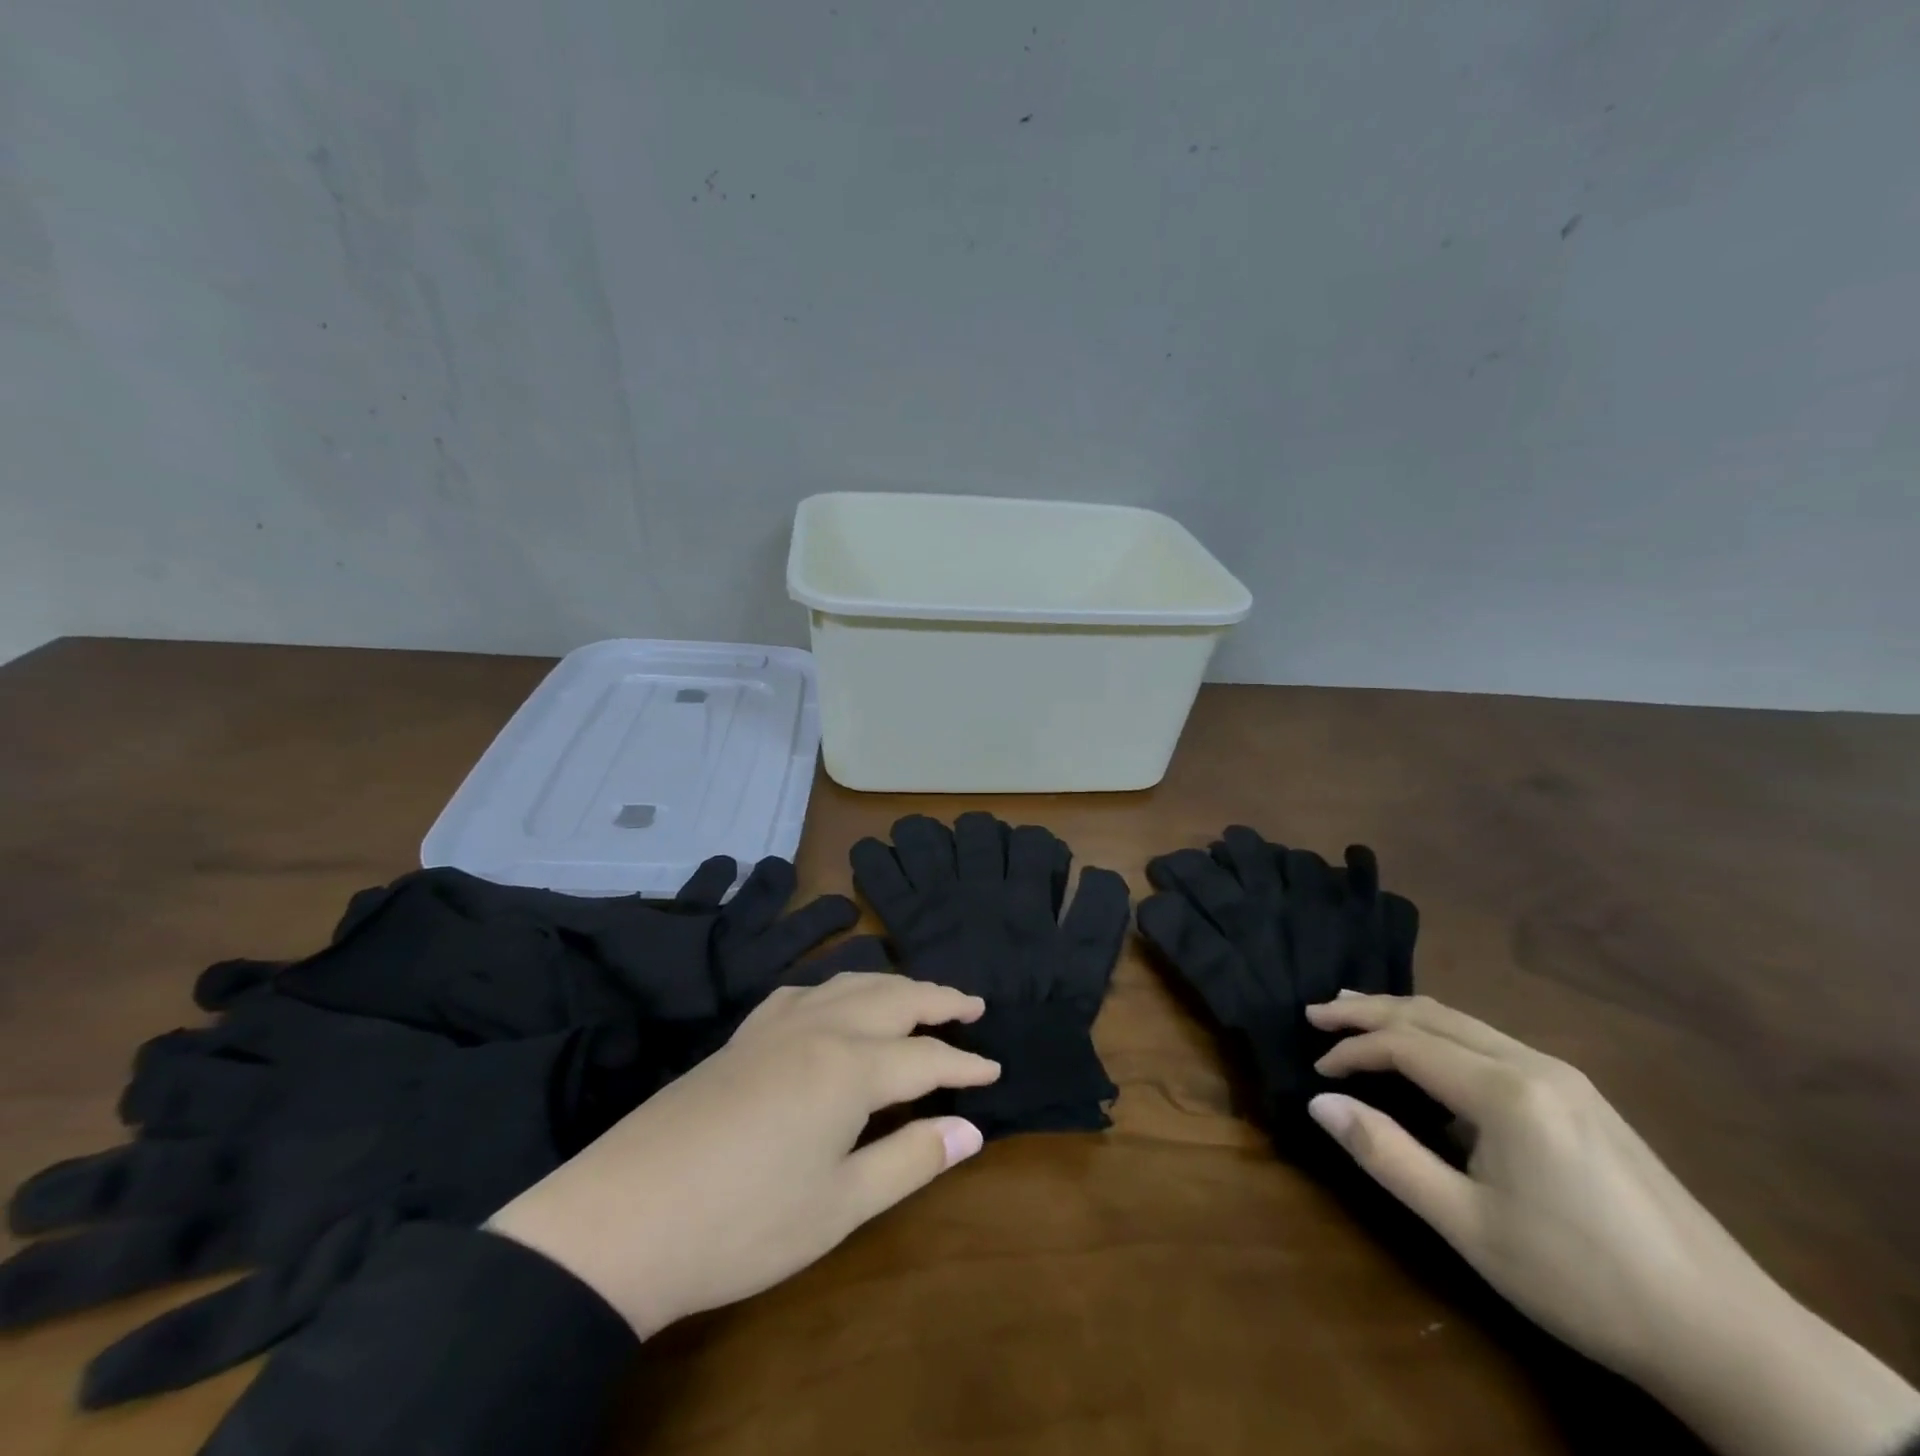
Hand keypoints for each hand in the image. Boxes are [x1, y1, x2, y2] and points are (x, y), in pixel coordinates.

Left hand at [486, 973, 998, 1339]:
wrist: (622, 1219)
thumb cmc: (743, 1224)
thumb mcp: (839, 1206)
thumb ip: (910, 1159)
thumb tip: (972, 1129)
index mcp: (849, 1067)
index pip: (926, 1057)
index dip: (965, 1064)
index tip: (996, 1071)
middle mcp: (819, 1028)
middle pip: (894, 997)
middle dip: (939, 999)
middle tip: (974, 1005)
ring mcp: (775, 1025)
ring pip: (850, 983)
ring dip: (893, 984)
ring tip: (920, 996)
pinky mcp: (743, 1035)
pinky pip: (805, 990)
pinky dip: (838, 985)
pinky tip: (836, 999)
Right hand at [1304, 993, 1919, 1455]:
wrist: (1729, 1335)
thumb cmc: (1580, 1279)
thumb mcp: (1468, 1226)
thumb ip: (1387, 1155)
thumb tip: (1319, 1102)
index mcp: (1505, 1091)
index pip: (1405, 1044)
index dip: (1351, 1049)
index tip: (1315, 1069)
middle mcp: (1532, 1063)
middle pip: (1431, 1015)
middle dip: (1368, 1010)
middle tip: (1316, 1012)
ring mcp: (1564, 1076)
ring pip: (1463, 1022)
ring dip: (1404, 1016)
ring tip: (1356, 1014)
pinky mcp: (1581, 1096)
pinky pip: (1491, 1041)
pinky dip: (1441, 1035)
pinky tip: (1429, 1054)